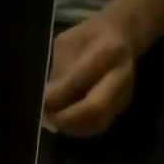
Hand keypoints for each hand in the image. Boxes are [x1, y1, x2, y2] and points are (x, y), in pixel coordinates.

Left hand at [42, 9, 141, 136]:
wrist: (124, 34)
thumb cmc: (89, 36)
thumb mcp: (68, 43)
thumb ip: (59, 72)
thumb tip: (45, 102)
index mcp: (107, 50)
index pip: (78, 81)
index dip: (56, 97)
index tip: (39, 103)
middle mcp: (121, 75)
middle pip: (95, 109)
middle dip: (66, 119)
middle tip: (46, 119)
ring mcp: (124, 95)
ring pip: (96, 124)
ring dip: (71, 127)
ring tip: (53, 121)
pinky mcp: (121, 109)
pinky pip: (98, 126)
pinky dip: (79, 129)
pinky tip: (65, 122)